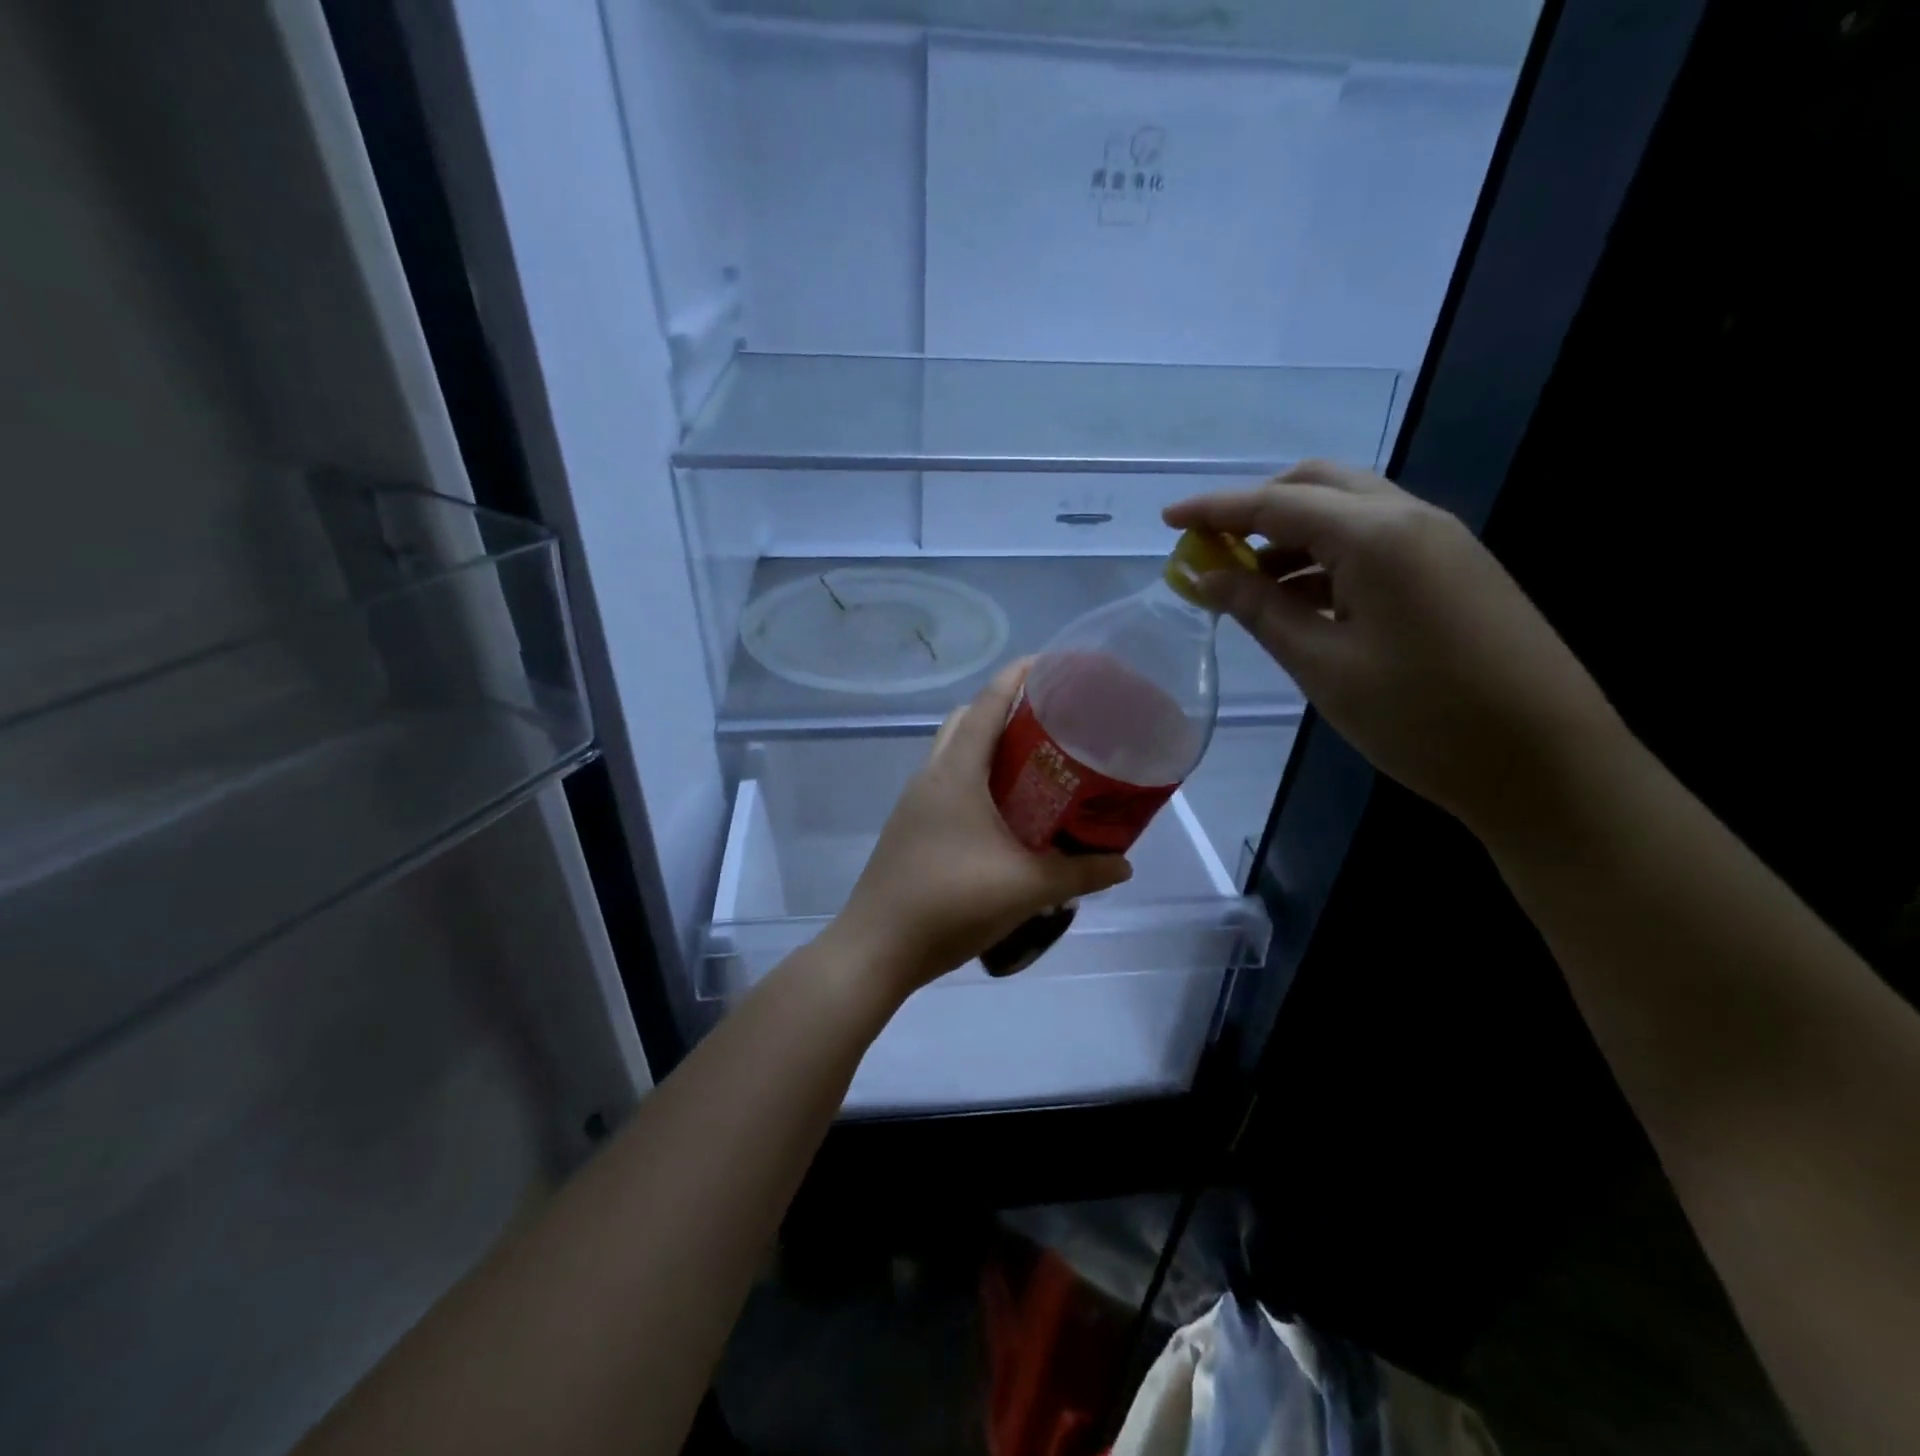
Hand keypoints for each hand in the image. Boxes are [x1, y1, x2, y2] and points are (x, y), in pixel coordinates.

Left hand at [827, 660, 1132, 998]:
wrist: (877, 949)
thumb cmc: (951, 904)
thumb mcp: (1026, 888)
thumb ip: (1080, 873)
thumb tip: (1124, 865)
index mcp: (956, 773)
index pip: (987, 703)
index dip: (1019, 675)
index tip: (1054, 664)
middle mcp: (931, 776)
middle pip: (966, 720)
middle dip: (1004, 709)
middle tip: (1051, 723)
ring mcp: (914, 802)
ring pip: (953, 752)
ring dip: (988, 746)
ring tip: (1035, 765)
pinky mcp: (909, 827)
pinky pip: (947, 783)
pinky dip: (975, 778)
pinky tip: (1004, 814)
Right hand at [1164, 461, 1621, 835]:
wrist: (1546, 764)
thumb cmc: (1421, 717)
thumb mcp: (1323, 665)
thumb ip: (1259, 610)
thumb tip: (1205, 577)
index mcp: (1376, 536)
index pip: (1276, 503)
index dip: (1214, 508)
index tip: (1165, 518)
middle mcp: (1411, 518)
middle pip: (1318, 485)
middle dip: (1257, 507)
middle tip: (1211, 547)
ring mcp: (1440, 542)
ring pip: (1348, 511)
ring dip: (1291, 534)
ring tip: (1246, 583)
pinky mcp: (1453, 570)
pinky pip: (1375, 542)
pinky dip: (1326, 556)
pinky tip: (1300, 599)